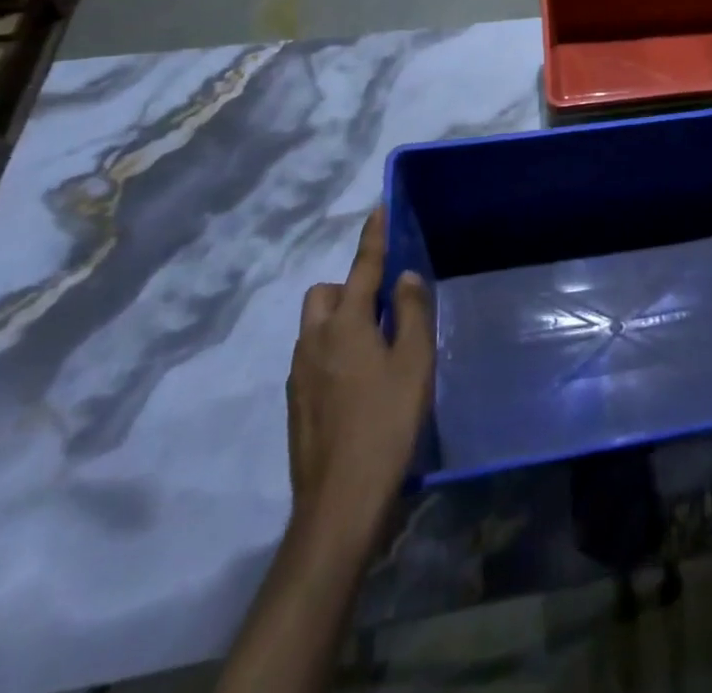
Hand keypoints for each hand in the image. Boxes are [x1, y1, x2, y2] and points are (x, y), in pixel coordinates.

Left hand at [285, 206, 431, 533]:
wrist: (339, 504)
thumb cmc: (386, 424)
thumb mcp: (414, 362)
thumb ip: (411, 312)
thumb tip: (403, 276)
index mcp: (345, 325)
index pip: (361, 268)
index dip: (373, 237)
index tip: (378, 209)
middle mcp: (314, 341)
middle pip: (325, 294)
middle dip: (349, 286)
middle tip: (383, 302)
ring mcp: (300, 375)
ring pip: (315, 327)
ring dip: (340, 319)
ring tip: (376, 341)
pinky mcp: (297, 404)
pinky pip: (313, 356)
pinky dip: (334, 349)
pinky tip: (360, 379)